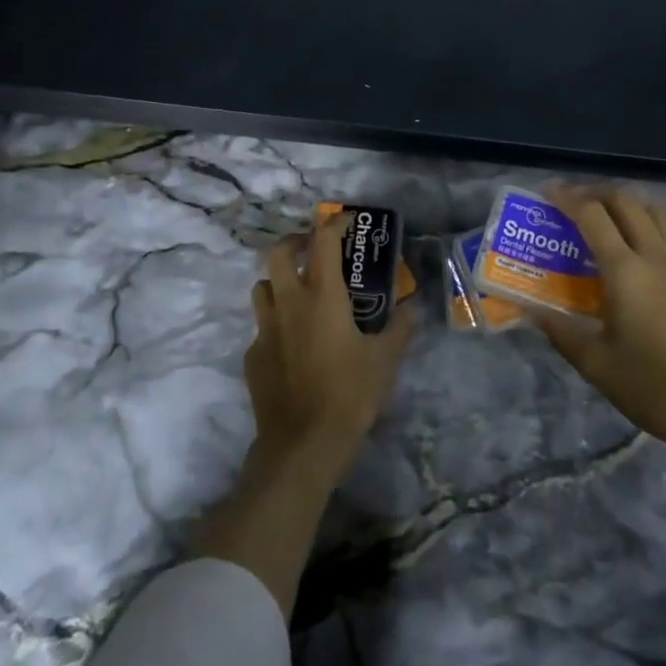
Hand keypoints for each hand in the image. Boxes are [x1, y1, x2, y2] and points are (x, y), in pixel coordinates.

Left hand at [244, 217, 414, 482]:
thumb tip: (413, 307)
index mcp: (322, 296)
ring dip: (279, 283)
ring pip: (262, 288)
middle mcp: (288, 303)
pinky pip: (261, 329)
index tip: (345, 221)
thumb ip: (400, 328)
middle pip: (277, 254)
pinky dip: (276, 326)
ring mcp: (265, 330)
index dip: (334, 224)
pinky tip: (292, 346)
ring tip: (299, 296)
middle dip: (294, 243)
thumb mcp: (385, 360)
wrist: (302, 445)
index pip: (323, 242)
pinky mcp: (252, 357)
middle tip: (312, 251)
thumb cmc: (349, 394)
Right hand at [540, 186, 665, 464]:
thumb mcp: (598, 366)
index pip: (592, 215)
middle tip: (575, 204)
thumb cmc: (656, 387)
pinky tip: (640, 252)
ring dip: (629, 205)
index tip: (548, 192)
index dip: (567, 198)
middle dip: (597, 194)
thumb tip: (534, 312)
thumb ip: (563, 334)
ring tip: (608, 218)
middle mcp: (656, 256)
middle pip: (627, 202)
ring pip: (656, 213)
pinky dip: (650, 226)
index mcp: (626, 270)